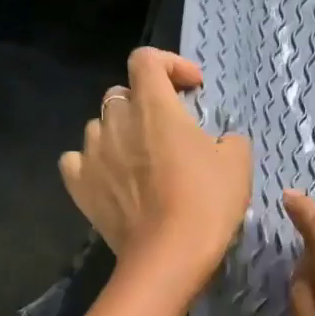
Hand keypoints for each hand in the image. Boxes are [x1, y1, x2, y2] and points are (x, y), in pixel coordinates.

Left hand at [59, 48, 251, 291]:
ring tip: (139, 158)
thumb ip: (229, 138)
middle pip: (122, 94)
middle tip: (168, 130)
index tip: (191, 88)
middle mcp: (115, 120)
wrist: (168, 256)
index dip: (170, 64)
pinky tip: (109, 177)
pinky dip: (92, 163)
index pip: (146, 59)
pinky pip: (77, 160)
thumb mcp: (238, 163)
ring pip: (99, 127)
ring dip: (119, 134)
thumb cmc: (206, 203)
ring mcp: (92, 153)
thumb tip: (220, 140)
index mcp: (153, 105)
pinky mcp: (79, 185)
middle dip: (145, 104)